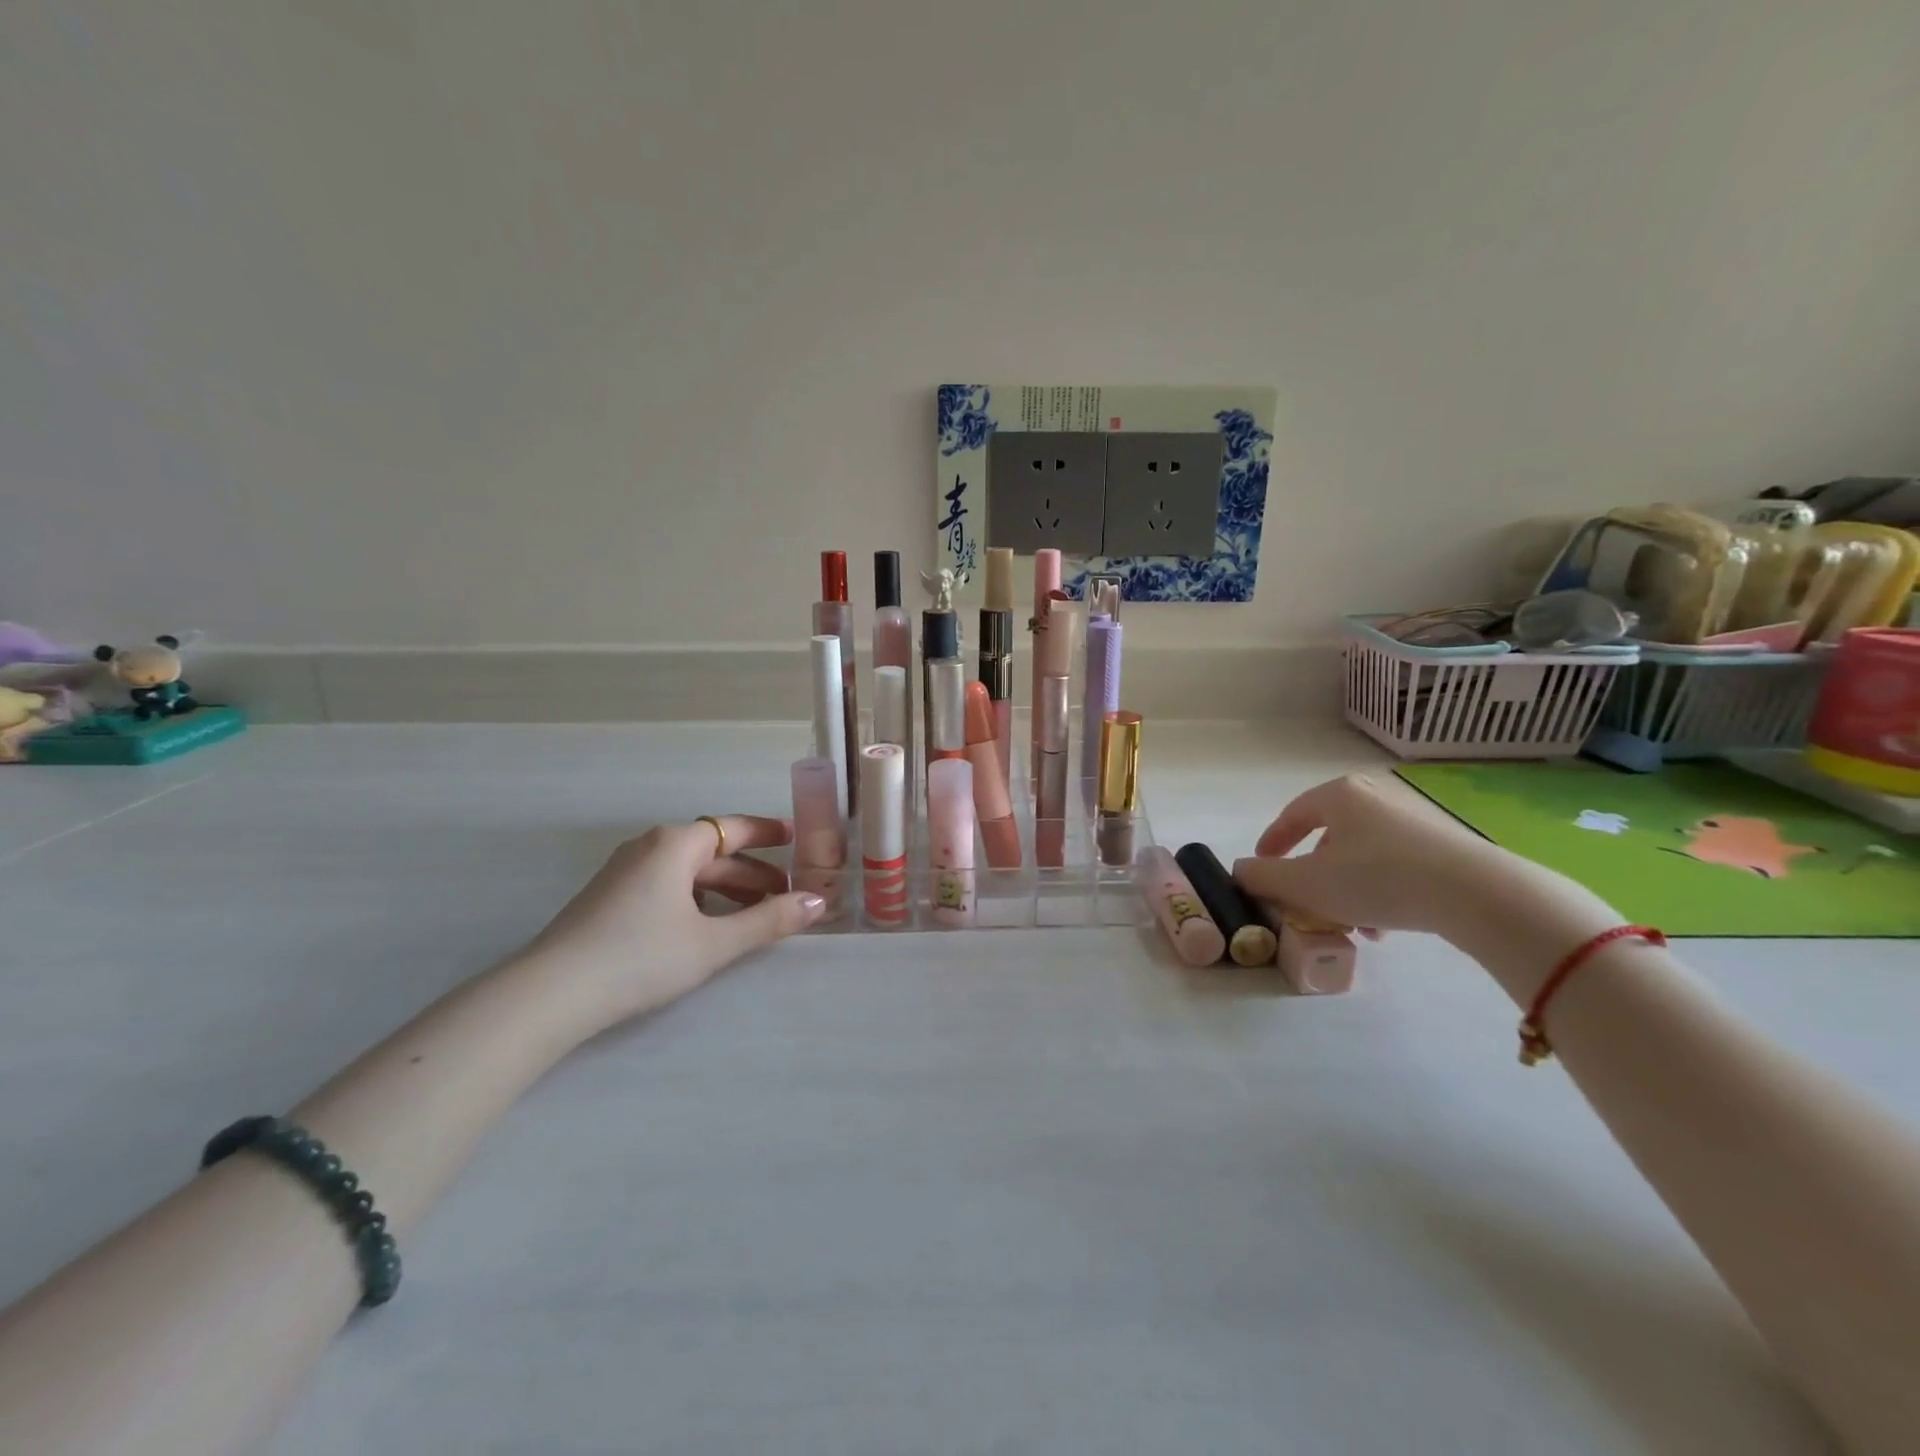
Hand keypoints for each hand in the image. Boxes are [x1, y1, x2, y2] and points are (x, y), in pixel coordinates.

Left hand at [522, 815, 825, 1028]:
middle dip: (752, 873)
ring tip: (755, 916)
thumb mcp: (714, 942)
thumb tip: (818, 903)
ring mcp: (625, 872)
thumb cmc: (640, 958)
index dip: (768, 832)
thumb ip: (769, 921)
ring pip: (689, 873)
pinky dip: (698, 899)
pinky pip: (668, 886)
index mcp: (675, 845)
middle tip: (787, 895)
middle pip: (713, 853)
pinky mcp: (610, 899)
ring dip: (726, 890)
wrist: (550, 994)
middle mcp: (650, 848)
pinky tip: (709, 927)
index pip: (734, 828)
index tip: (797, 837)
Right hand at [1231, 772, 1519, 937]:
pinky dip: (1379, 891)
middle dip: (1313, 874)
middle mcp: (1375, 797)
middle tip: (1306, 901)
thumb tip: (1241, 871)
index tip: (1261, 867)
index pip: (1292, 815)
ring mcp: (1414, 819)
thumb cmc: (1376, 879)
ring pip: (1361, 855)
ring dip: (1346, 889)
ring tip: (1350, 924)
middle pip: (1328, 837)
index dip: (1271, 843)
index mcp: (1339, 794)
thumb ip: (1263, 877)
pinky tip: (1385, 926)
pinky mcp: (1444, 846)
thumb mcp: (1305, 884)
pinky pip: (1394, 865)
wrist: (1475, 894)